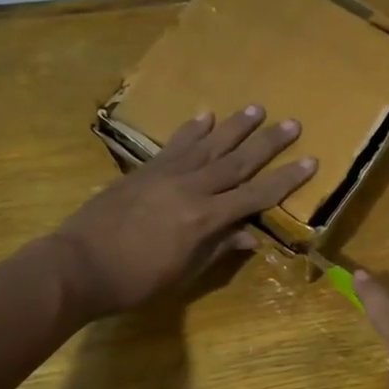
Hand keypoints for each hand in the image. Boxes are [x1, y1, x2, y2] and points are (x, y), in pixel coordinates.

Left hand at [55, 107, 314, 317]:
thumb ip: (218, 249)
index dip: (286, 179)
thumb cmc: (135, 281)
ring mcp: (165, 175)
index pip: (255, 195)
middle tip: (292, 123)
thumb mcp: (184, 272)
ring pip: (208, 145)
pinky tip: (205, 116)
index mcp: (205, 219)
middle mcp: (191, 188)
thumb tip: (251, 236)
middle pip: (237, 161)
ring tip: (256, 108)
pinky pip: (174, 146)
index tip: (311, 161)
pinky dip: (192, 130)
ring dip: (234, 127)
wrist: (77, 265)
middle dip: (268, 143)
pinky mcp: (144, 170)